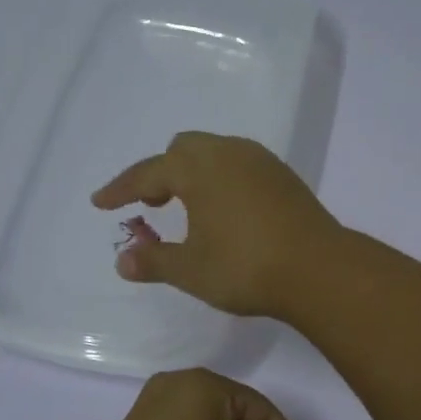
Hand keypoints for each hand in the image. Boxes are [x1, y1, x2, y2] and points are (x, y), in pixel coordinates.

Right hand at [90, 132, 341, 318]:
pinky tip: (226, 210)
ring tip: (188, 207)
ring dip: (193, 173)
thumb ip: (153, 261)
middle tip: (151, 204)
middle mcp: (229, 153)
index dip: (121, 189)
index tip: (100, 203)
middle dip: (160, 173)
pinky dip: (221, 179)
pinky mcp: (285, 177)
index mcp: (199, 168)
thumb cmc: (246, 267)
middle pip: (183, 149)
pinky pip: (240, 165)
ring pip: (216, 152)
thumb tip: (123, 260)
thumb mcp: (191, 270)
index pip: (148, 172)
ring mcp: (262, 162)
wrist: (319, 270)